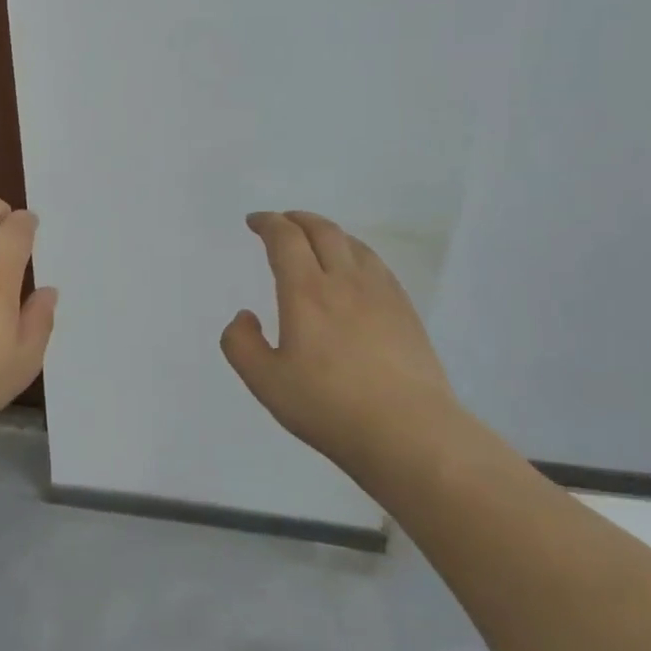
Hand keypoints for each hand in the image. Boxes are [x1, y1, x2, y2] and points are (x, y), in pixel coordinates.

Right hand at [221, 211, 461, 474]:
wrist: (409, 432)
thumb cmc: (329, 406)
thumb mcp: (265, 382)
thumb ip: (241, 344)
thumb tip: (244, 316)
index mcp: (306, 292)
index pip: (285, 239)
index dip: (268, 223)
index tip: (255, 221)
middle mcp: (344, 281)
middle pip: (322, 230)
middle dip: (297, 219)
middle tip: (282, 221)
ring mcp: (381, 293)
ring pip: (353, 244)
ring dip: (328, 232)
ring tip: (316, 240)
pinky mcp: (405, 310)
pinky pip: (376, 265)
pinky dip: (355, 252)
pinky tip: (354, 271)